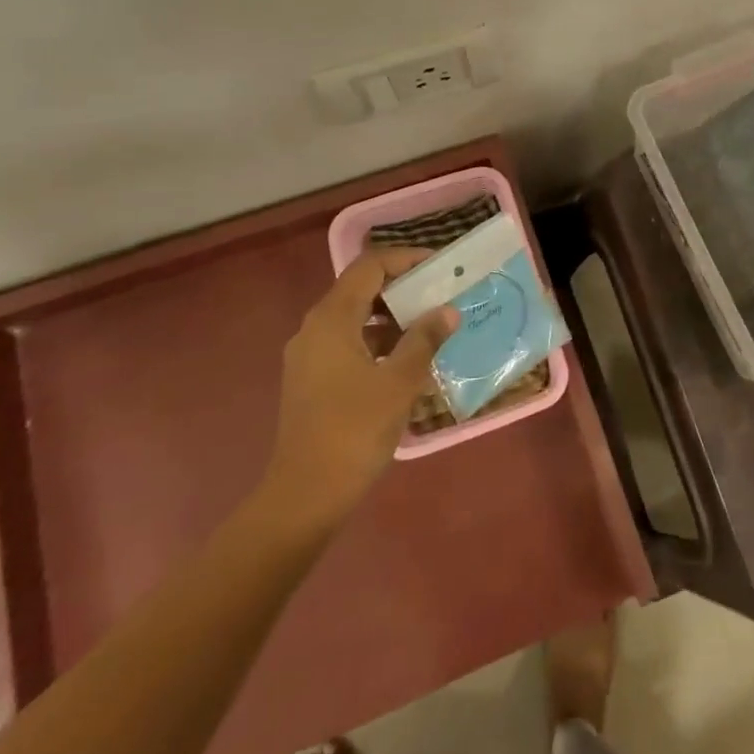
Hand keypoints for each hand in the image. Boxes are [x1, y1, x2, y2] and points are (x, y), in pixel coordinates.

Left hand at [248, 249, 458, 540]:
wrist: (305, 495)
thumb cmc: (354, 430)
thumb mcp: (400, 381)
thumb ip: (425, 339)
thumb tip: (447, 311)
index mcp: (332, 319)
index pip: (370, 267)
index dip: (406, 259)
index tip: (440, 266)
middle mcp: (314, 328)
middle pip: (360, 289)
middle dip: (402, 287)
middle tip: (440, 294)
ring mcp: (308, 356)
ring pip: (355, 318)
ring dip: (392, 317)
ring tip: (430, 326)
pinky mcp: (311, 380)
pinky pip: (348, 343)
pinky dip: (377, 341)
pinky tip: (406, 361)